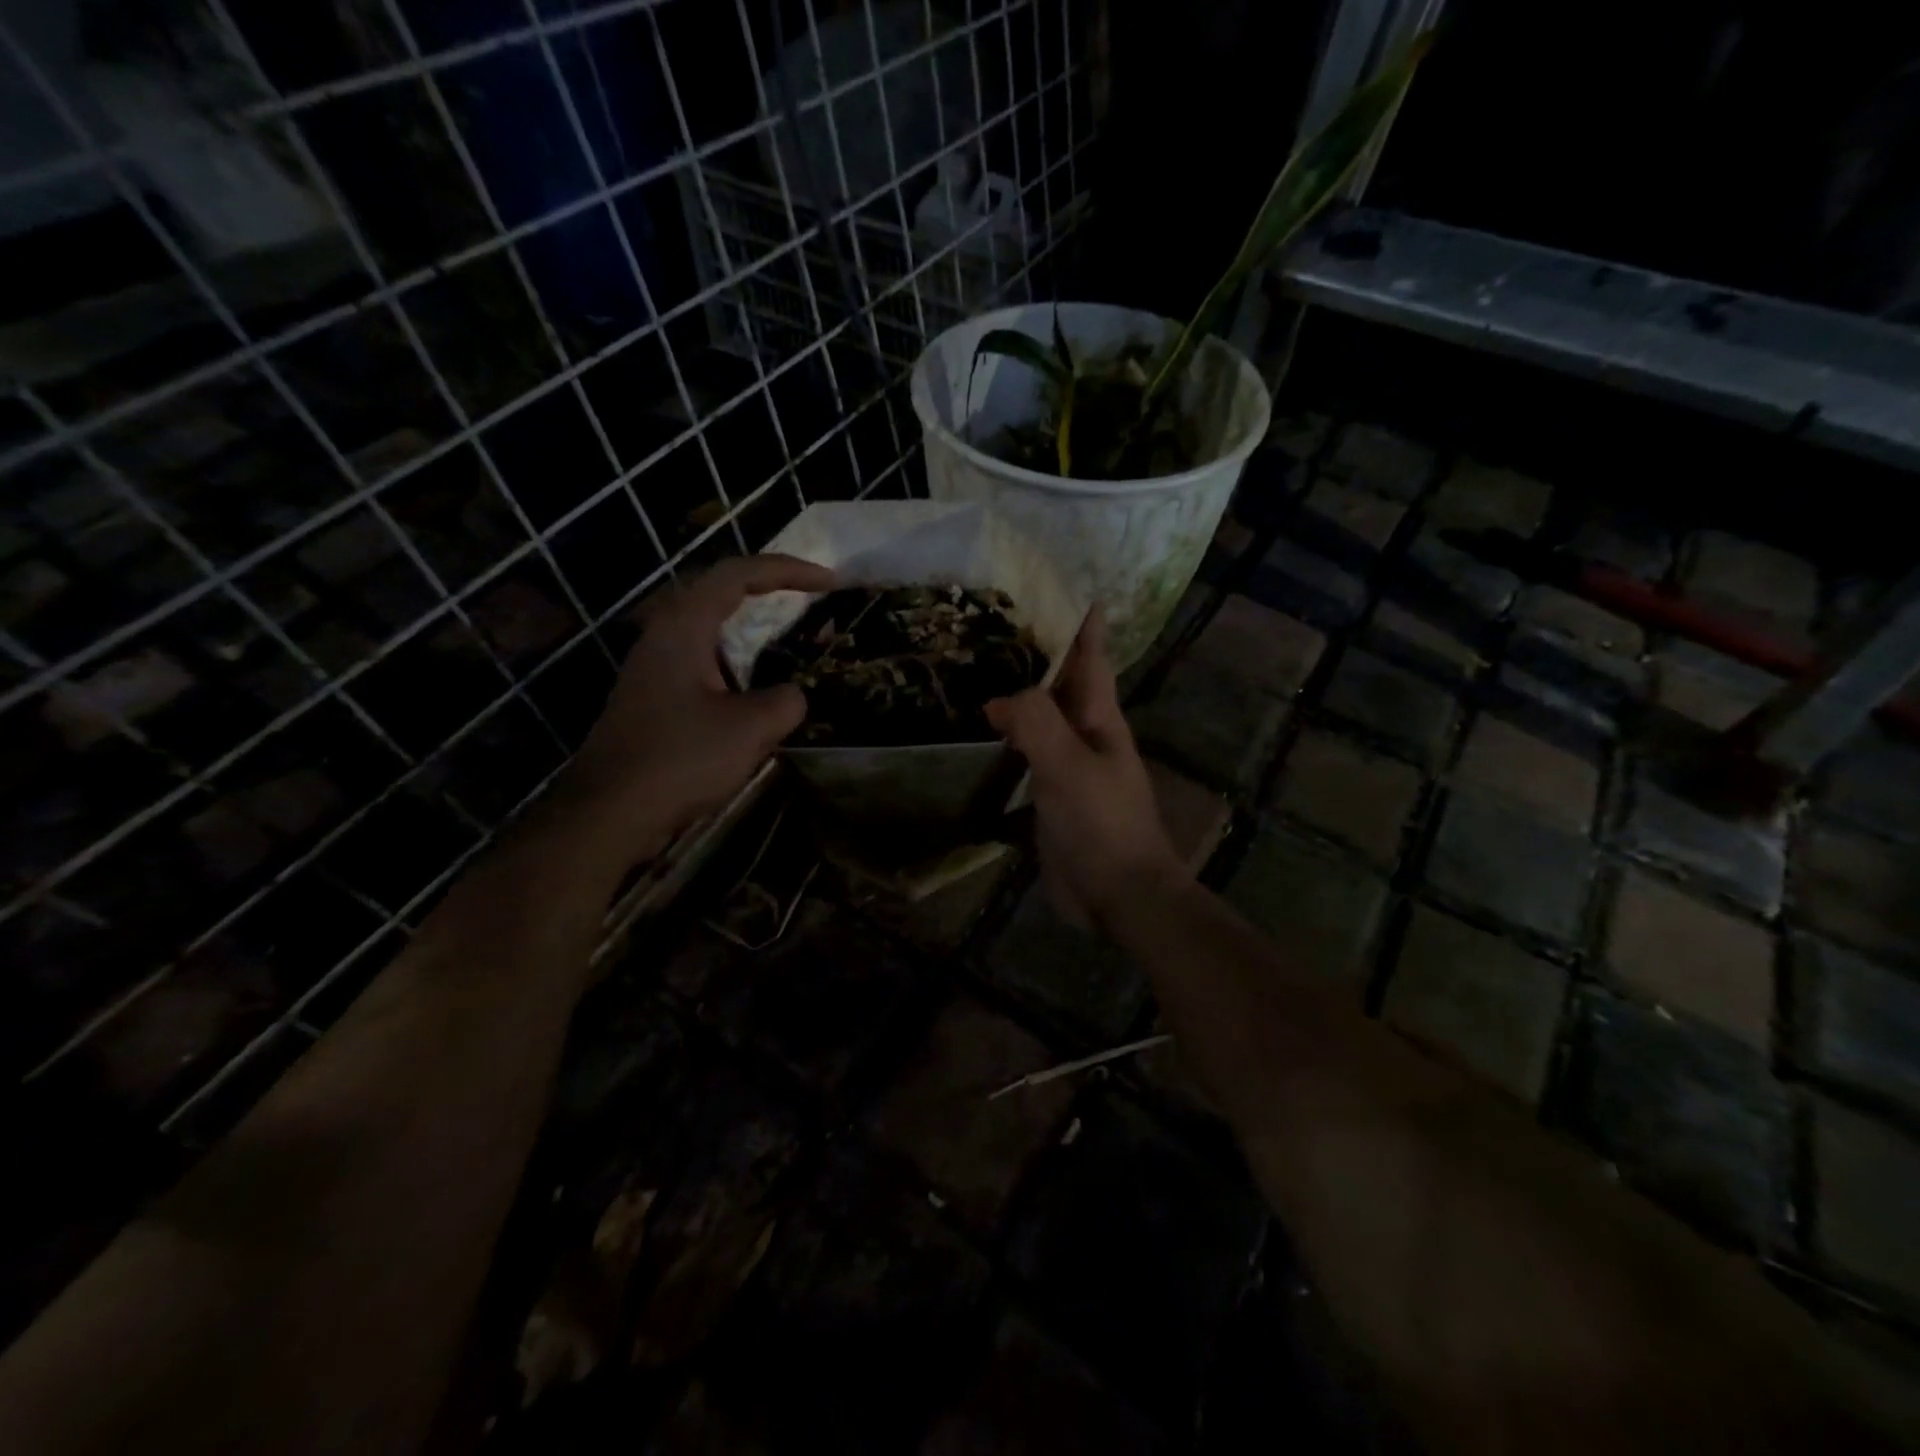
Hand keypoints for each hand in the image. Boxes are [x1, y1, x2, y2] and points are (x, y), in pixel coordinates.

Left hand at [560, 553, 835, 863]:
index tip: (829, 582)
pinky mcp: (655, 696)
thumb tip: (792, 695)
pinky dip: (740, 661)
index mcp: (683, 626)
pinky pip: (705, 661)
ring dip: (755, 628)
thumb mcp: (750, 728)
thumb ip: (786, 701)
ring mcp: (655, 666)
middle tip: (812, 599)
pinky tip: (758, 688)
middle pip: (721, 593)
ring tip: (793, 638)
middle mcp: (664, 634)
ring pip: (712, 629)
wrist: (609, 811)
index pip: (738, 574)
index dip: (788, 570)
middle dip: (771, 590)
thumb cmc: (680, 760)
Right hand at [985, 610, 1185, 928]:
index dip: (1084, 625)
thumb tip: (999, 698)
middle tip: (1000, 624)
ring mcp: (1067, 767)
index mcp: (1100, 720)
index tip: (1071, 587)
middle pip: (1061, 684)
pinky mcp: (1050, 797)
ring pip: (1040, 719)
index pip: (1091, 660)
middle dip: (1039, 654)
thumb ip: (1036, 723)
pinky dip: (1008, 739)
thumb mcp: (1069, 766)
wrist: (1118, 894)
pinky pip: (1026, 756)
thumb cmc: (1103, 824)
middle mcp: (1085, 736)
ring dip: (1020, 696)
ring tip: (982, 670)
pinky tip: (983, 734)